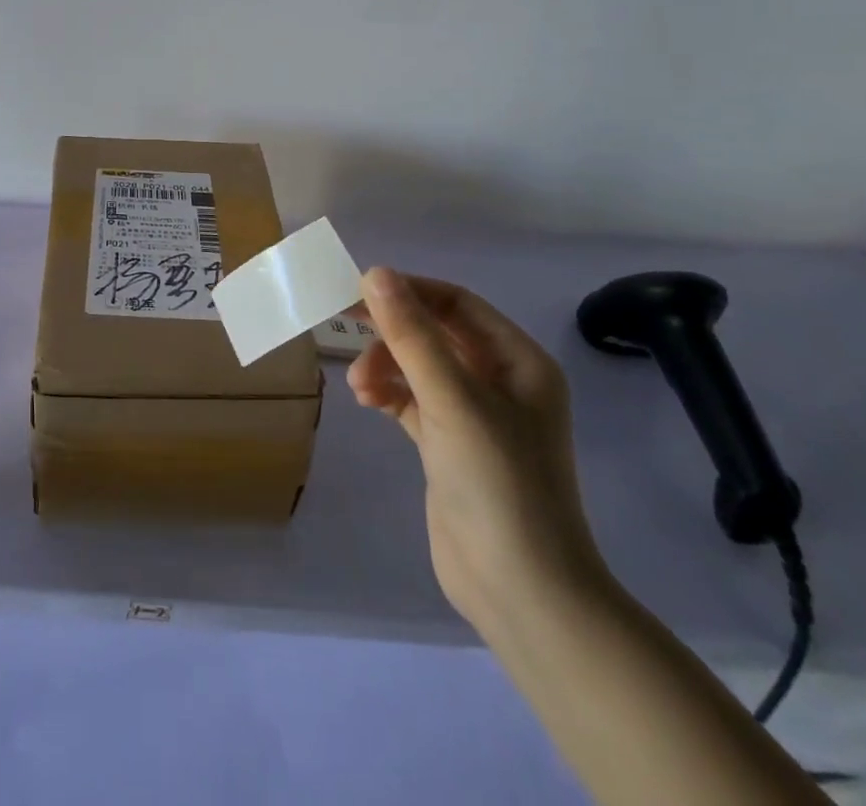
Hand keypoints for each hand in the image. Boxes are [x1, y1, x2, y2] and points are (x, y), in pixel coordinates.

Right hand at [349, 268, 606, 632]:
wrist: (522, 592)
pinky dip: (388, 393)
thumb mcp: (451, 399)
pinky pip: (412, 400)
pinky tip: (367, 400)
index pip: (458, 304)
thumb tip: (375, 273)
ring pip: (420, 367)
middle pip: (436, 333)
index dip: (410, 291)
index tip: (360, 290)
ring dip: (385, 364)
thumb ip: (411, 335)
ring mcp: (476, 416)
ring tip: (359, 385)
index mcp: (518, 362)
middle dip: (392, 330)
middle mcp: (501, 382)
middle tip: (343, 321)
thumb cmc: (497, 482)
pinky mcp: (451, 445)